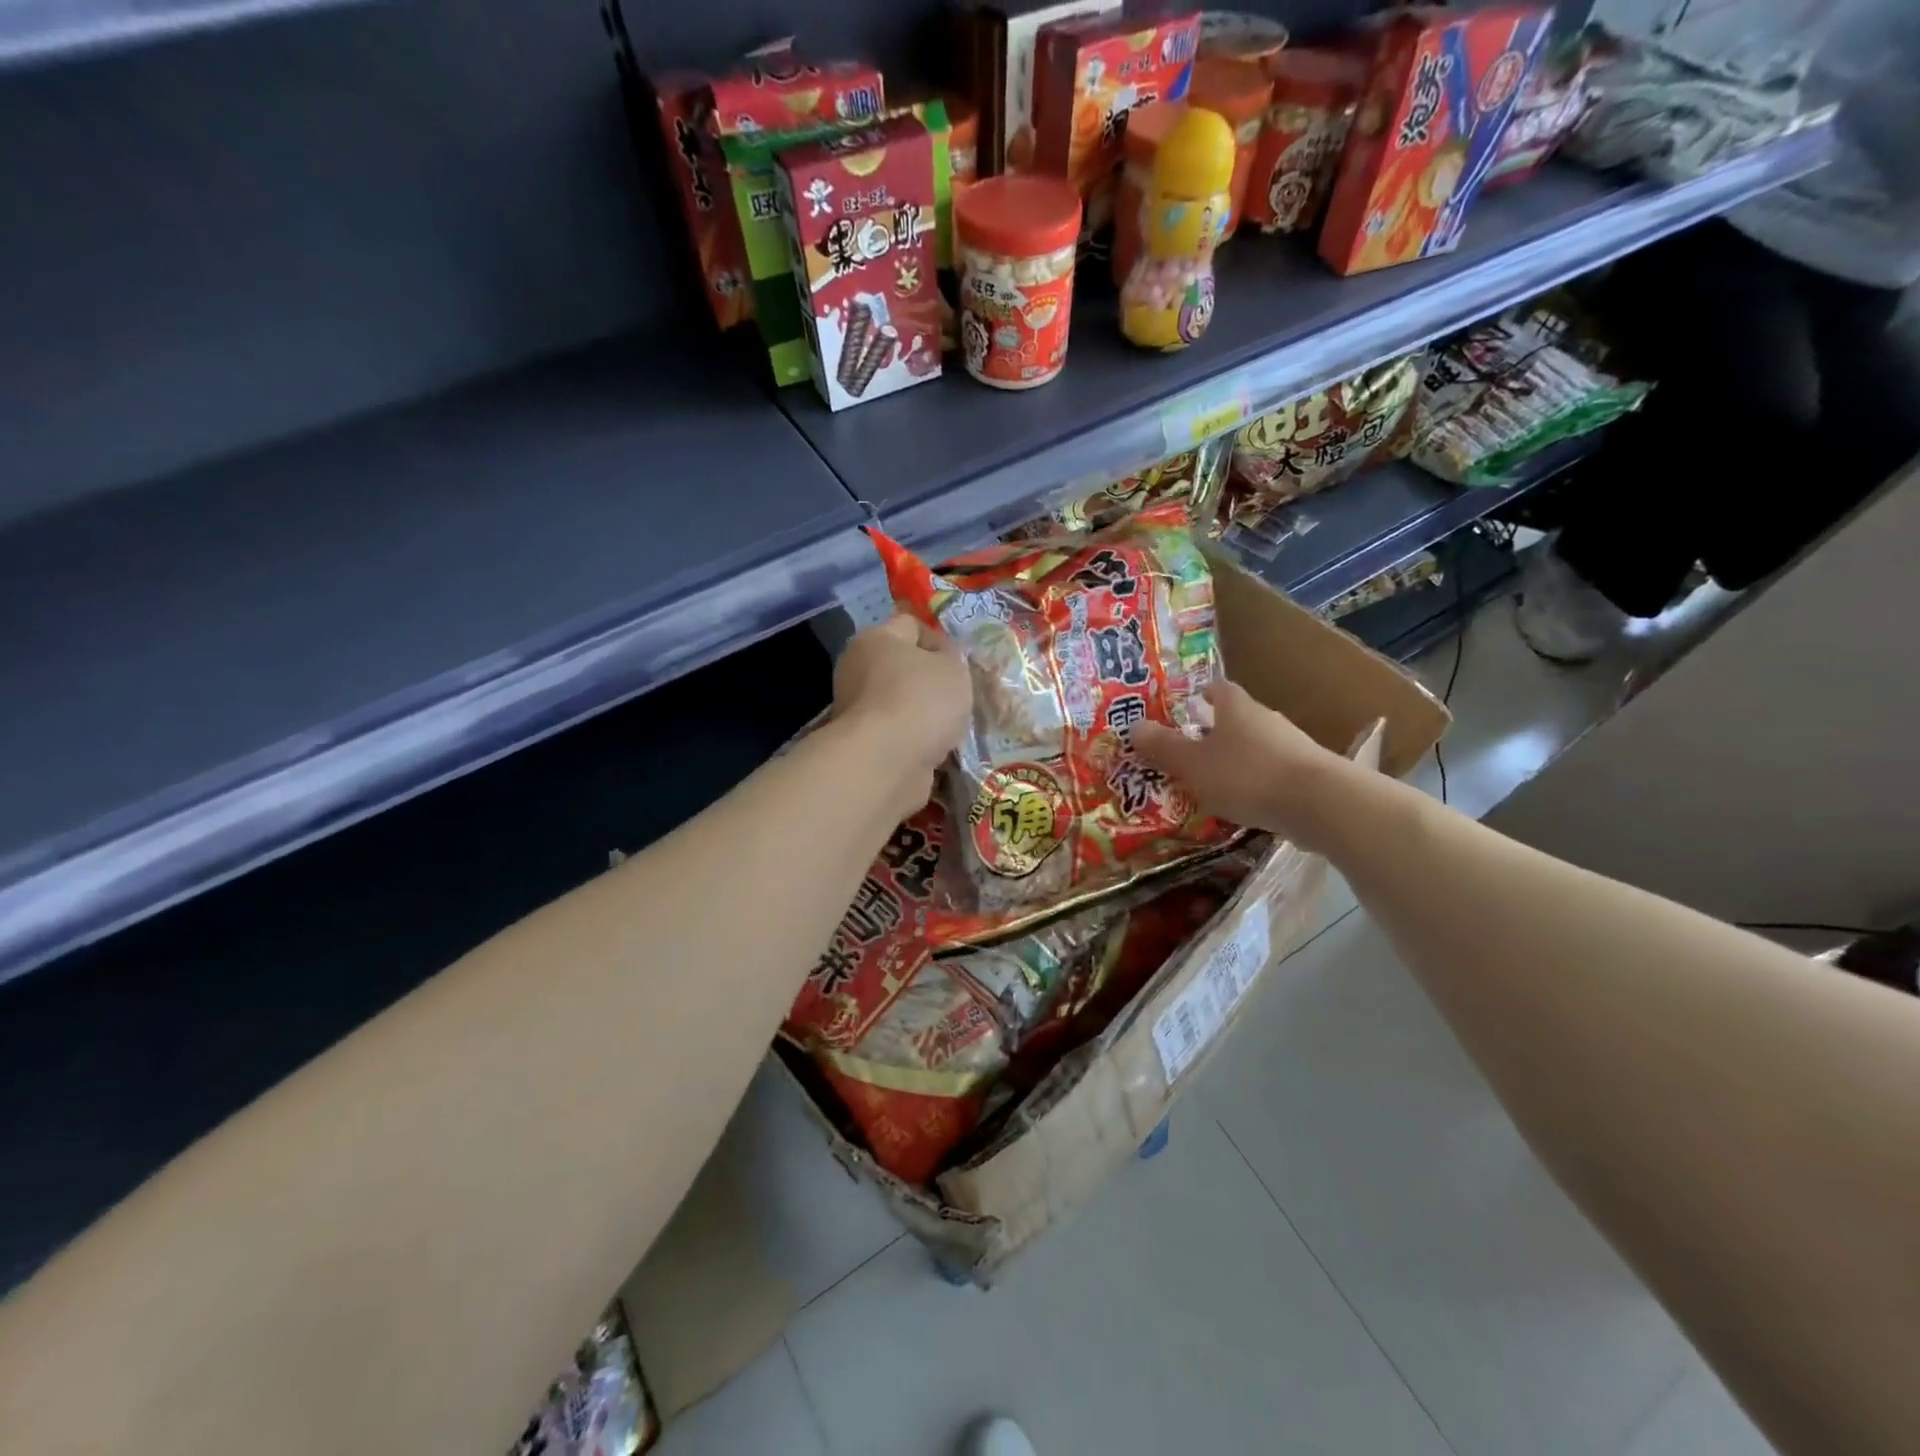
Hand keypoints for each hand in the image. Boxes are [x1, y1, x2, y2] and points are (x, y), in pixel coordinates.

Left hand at [832, 614, 972, 809]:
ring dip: (928, 715)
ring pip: (904, 704)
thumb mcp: (954, 667)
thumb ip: (954, 657)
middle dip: (935, 681)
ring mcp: (858, 710)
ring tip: (957, 726)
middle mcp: (858, 670)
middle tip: (964, 695)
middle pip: (905, 667)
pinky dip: (919, 741)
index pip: (911, 624)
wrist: (887, 763)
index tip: (962, 662)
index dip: (940, 639)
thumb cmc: (921, 700)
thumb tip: (945, 659)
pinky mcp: (865, 744)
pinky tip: (941, 749)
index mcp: (875, 639)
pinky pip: (900, 735)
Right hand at [1133, 680, 1354, 850]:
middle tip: (1189, 748)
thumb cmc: (1247, 774)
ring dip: (1235, 759)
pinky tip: (1244, 803)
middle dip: (1214, 730)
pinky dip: (1255, 782)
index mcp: (1237, 708)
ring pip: (1255, 746)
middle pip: (1237, 718)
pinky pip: (1271, 772)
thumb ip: (1164, 747)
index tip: (1187, 704)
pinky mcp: (1307, 775)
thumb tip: (1134, 726)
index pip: (1218, 689)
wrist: (1320, 803)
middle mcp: (1265, 719)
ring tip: (1212, 781)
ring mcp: (1291, 746)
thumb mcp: (1194, 764)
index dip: (1201, 694)